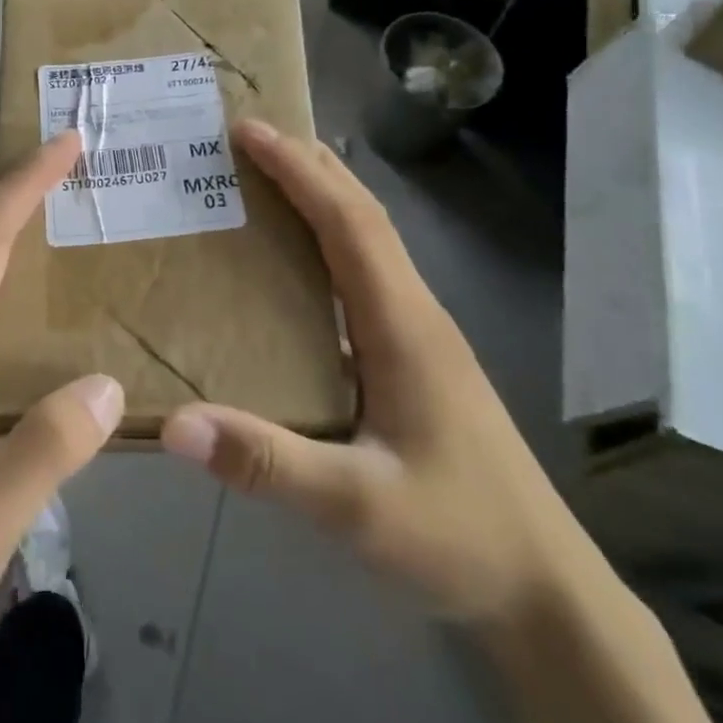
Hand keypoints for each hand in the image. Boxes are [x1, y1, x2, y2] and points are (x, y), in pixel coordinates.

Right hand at [160, 121, 589, 630]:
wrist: (546, 592)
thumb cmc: (458, 537)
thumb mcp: (356, 508)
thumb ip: (266, 463)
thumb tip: (175, 424)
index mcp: (404, 326)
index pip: (349, 223)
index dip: (299, 171)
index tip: (250, 131)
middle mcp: (415, 314)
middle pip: (363, 216)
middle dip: (309, 166)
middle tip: (248, 138)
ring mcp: (420, 335)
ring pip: (369, 242)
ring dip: (321, 198)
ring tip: (265, 179)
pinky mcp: (414, 359)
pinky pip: (365, 276)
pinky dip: (329, 242)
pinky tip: (296, 262)